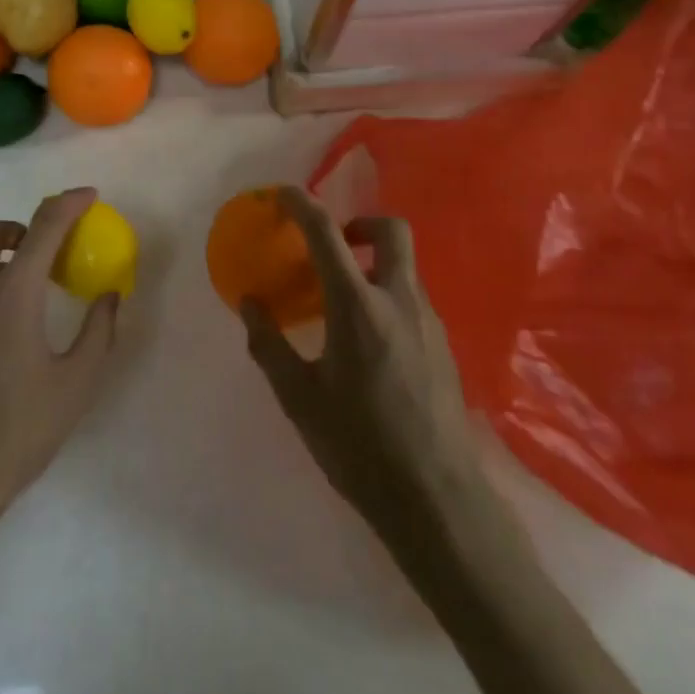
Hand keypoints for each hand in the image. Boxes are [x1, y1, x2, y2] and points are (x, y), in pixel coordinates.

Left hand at [0, 188, 119, 543]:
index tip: (91, 197)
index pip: (44, 225)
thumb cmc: (19, 430)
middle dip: (23, 225)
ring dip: (2, 252)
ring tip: (31, 287)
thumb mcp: (77, 384)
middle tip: (50, 251)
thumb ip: (99, 331)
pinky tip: (5, 323)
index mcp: (13, 293)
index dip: (70, 203)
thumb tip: (110, 296)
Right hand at [242, 188, 494, 542]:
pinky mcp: (444, 346)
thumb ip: (269, 345)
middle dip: (360, 222)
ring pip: (405, 266)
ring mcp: (429, 322)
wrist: (438, 499)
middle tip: (334, 246)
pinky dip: (387, 295)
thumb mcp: (299, 398)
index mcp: (358, 306)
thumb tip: (250, 304)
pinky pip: (413, 299)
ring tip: (342, 302)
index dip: (302, 204)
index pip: (326, 233)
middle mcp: (399, 301)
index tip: (283, 193)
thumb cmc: (360, 446)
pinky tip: (369, 342)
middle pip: (391, 230)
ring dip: (373, 263)